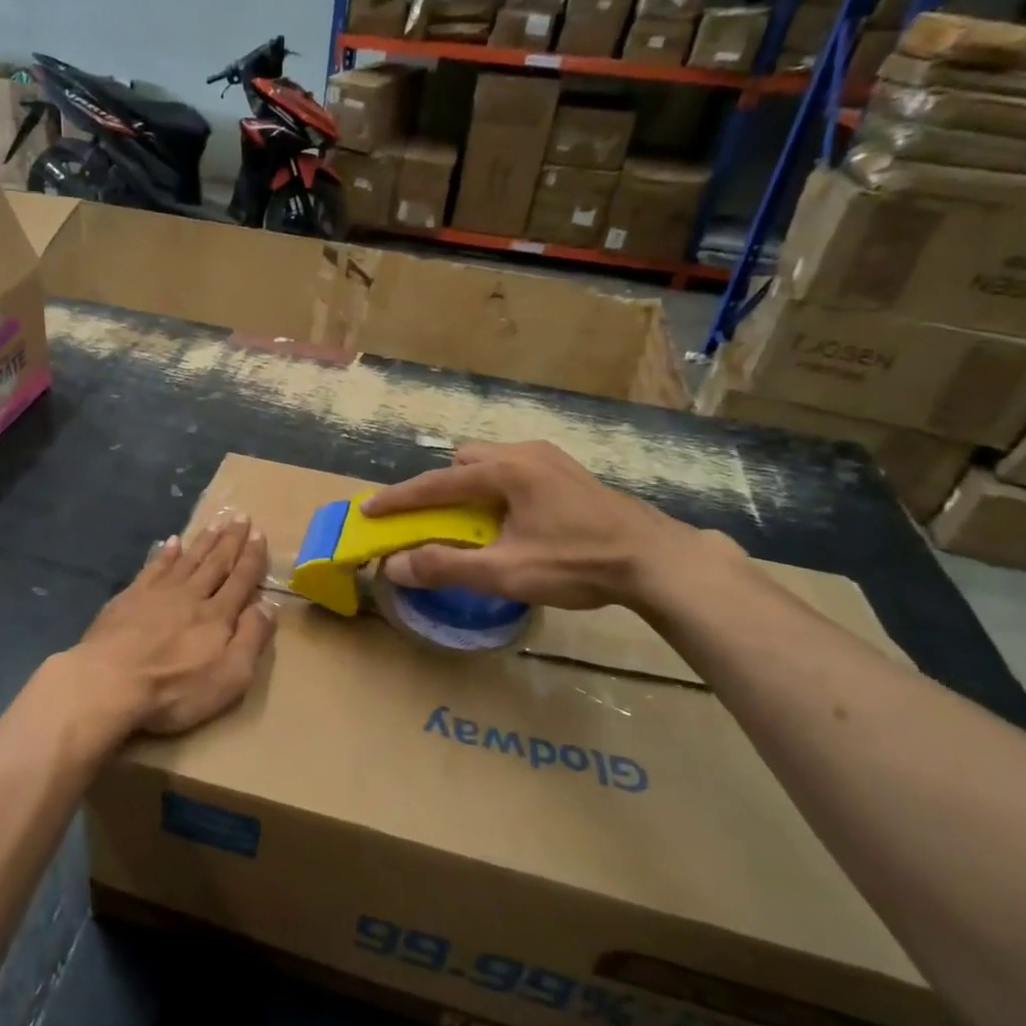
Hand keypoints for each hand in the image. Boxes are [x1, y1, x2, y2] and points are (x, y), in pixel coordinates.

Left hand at [73, 517, 276, 736]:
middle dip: (230, 540)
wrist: (110, 681)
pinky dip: (166, 553)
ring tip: (215, 524)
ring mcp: (158, 592)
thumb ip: (251, 638)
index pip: (241, 579)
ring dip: (203, 541)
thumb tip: (268, 605)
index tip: (259, 533)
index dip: (252, 557)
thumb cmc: (175, 688)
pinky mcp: (130, 597)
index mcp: (218, 615)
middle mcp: (191, 595)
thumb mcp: (230, 675)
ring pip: (187, 559)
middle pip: (215, 562)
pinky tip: (171, 542)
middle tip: (240, 516)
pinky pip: (154, 567)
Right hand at [361, 441, 719, 610]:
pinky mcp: (569, 473)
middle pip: (465, 460)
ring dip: (471, 487)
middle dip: (441, 485)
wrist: (656, 560)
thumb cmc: (577, 562)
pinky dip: (497, 489)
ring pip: (493, 462)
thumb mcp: (506, 572)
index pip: (437, 482)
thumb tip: (395, 567)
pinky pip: (516, 471)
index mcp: (506, 471)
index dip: (399, 498)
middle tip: (435, 518)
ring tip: (473, 522)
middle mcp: (525, 454)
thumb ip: (447, 566)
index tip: (369, 509)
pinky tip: (512, 520)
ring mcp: (551, 460)